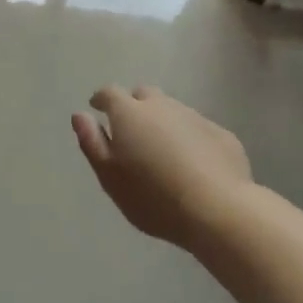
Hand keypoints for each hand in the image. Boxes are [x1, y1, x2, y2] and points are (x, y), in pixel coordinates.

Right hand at [72, 86, 250, 250]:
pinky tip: (194, 164)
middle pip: (144, 95)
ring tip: (163, 152)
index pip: (110, 93)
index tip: (97, 109)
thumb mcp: (110, 177)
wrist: (218, 210)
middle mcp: (162, 106)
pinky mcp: (222, 135)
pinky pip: (198, 129)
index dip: (101, 99)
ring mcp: (195, 117)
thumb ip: (92, 143)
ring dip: (163, 123)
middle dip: (134, 106)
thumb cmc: (153, 197)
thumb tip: (79, 115)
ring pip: (172, 111)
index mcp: (129, 113)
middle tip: (132, 132)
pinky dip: (190, 139)